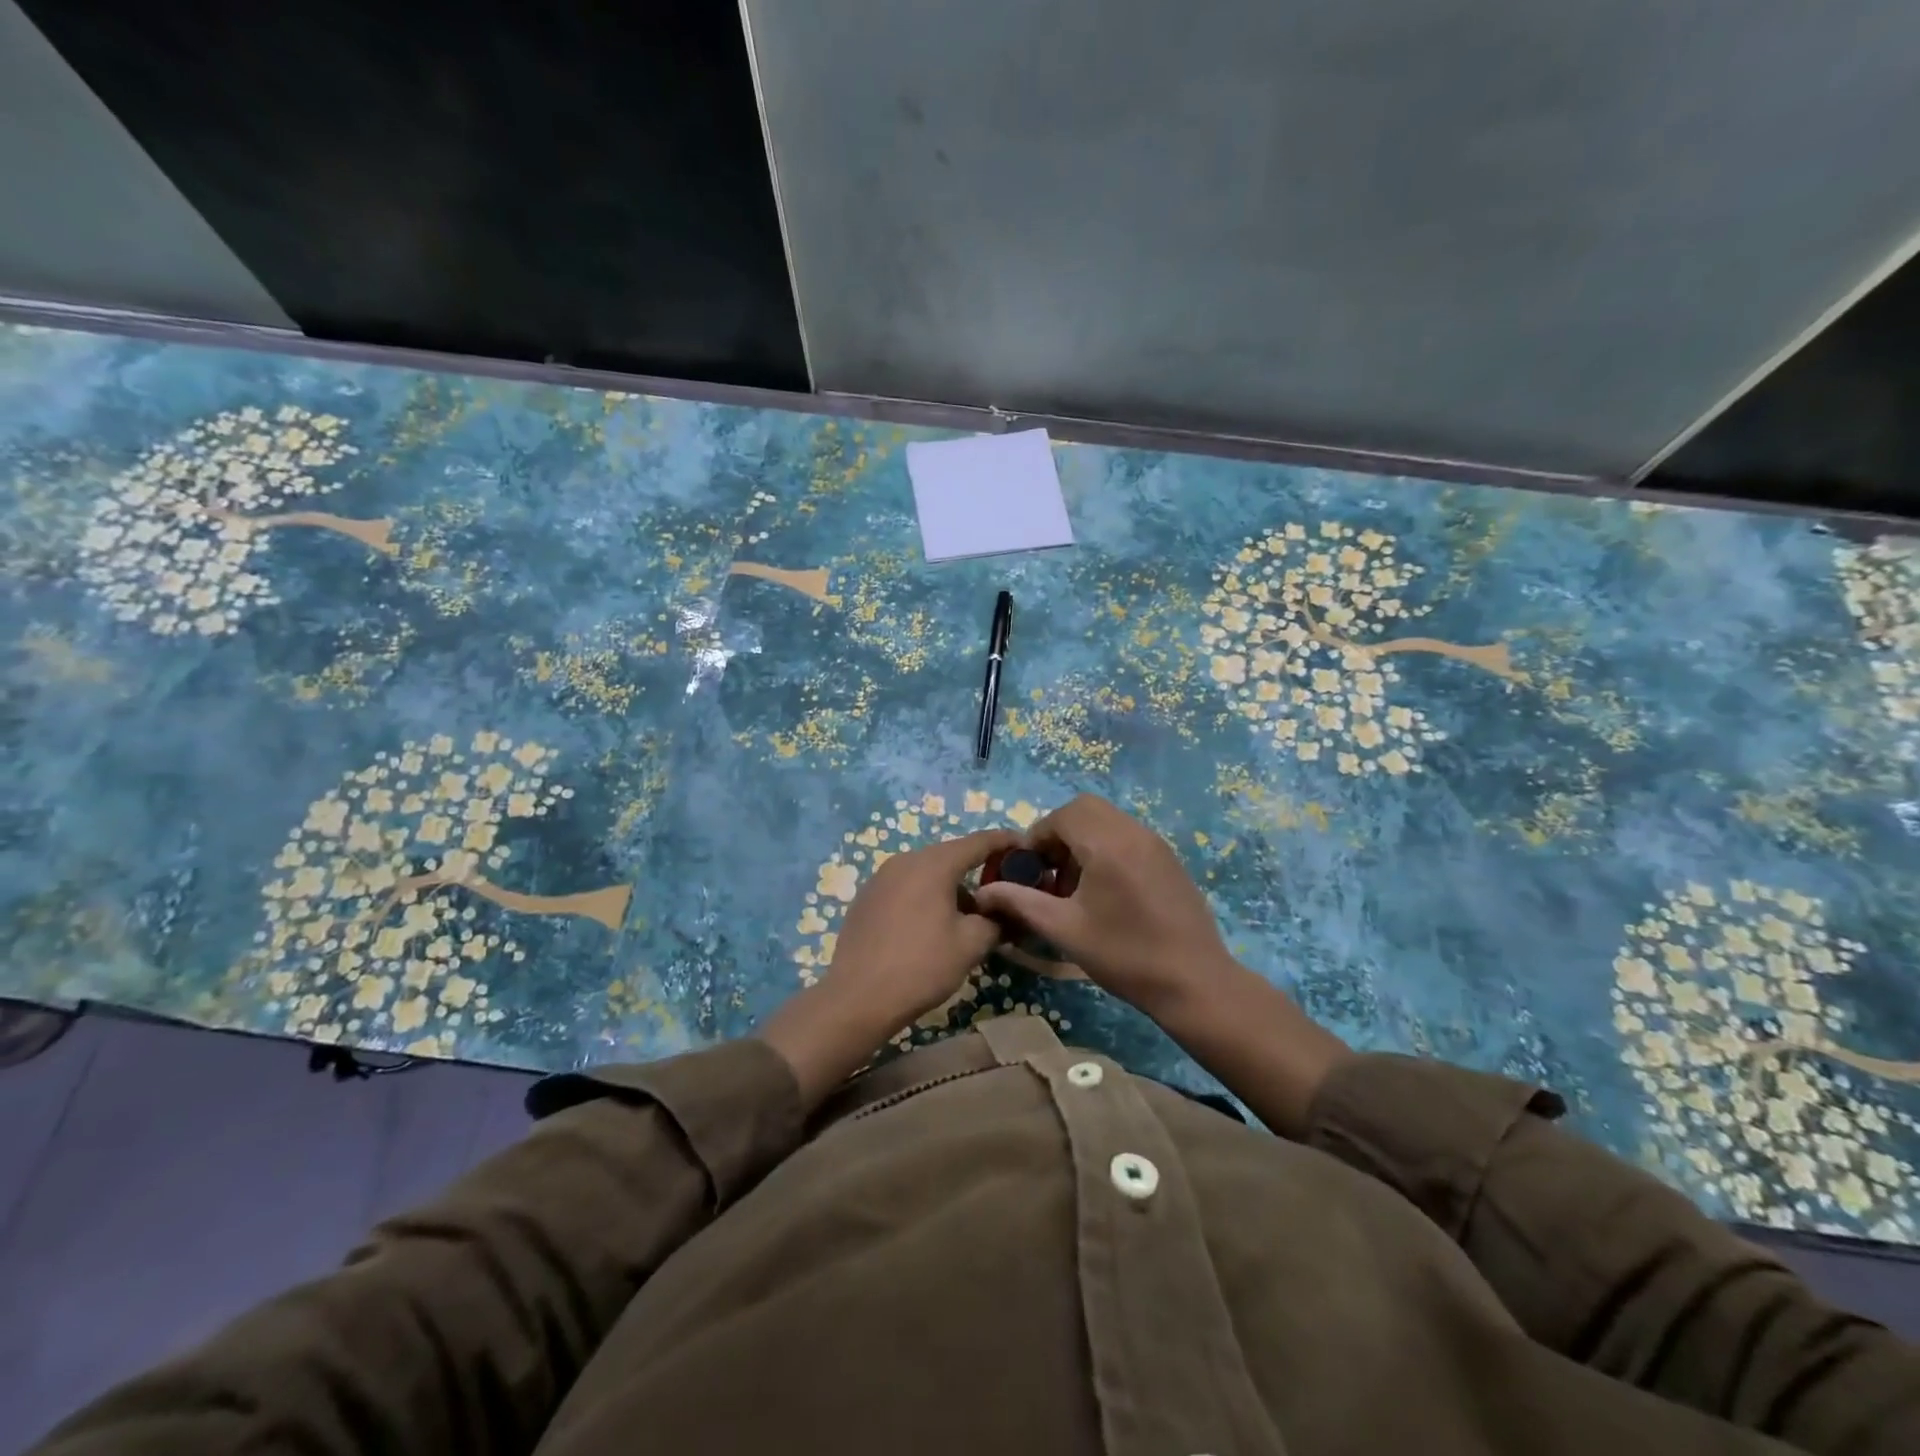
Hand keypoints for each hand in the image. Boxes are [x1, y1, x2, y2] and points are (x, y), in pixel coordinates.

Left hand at [759, 828, 1016, 1108]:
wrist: (858, 998)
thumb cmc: (922, 966)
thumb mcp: (971, 944)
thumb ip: (996, 920)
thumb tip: (1005, 912)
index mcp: (934, 864)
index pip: (979, 841)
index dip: (1005, 841)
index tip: (1026, 847)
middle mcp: (905, 860)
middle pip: (950, 856)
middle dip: (977, 871)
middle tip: (1000, 892)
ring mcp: (881, 878)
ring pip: (926, 873)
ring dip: (950, 888)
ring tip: (966, 918)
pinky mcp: (866, 898)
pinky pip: (905, 887)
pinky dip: (925, 897)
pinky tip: (930, 927)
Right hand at [974, 794, 1351, 1136]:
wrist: (1195, 982)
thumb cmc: (1125, 956)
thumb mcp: (1065, 930)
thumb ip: (1022, 903)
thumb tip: (984, 892)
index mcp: (1108, 845)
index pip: (1063, 815)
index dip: (1038, 836)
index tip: (1028, 869)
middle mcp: (1134, 833)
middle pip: (1086, 809)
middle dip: (1059, 832)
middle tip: (1049, 870)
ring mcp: (1156, 844)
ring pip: (1108, 820)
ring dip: (1083, 840)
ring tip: (1074, 885)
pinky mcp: (1169, 859)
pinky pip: (1128, 835)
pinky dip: (1106, 847)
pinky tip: (1104, 891)